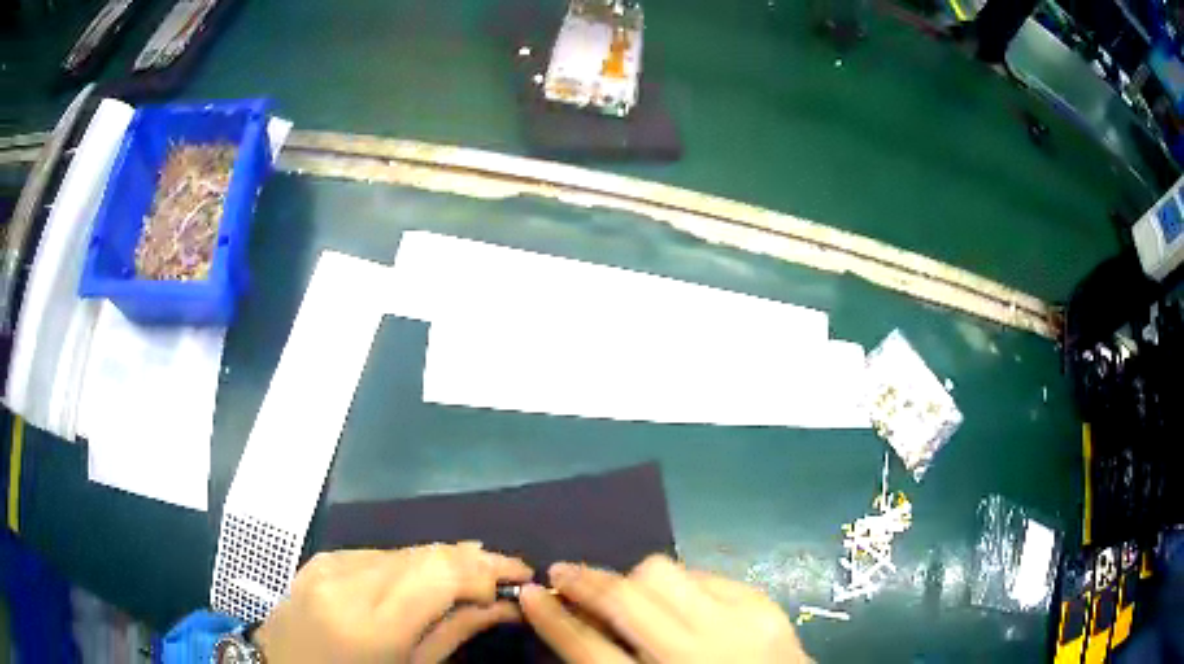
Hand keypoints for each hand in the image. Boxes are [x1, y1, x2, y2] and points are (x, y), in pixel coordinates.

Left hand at [254, 542, 532, 663]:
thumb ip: (454, 632)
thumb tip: (502, 605)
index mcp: (370, 622)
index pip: (441, 573)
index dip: (487, 569)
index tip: (522, 577)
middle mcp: (348, 581)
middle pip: (426, 554)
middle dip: (473, 560)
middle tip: (509, 572)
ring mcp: (329, 564)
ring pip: (405, 549)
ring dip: (445, 559)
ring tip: (477, 573)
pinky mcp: (321, 558)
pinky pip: (379, 554)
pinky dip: (411, 562)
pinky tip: (428, 576)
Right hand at [520, 555, 809, 663]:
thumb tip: (573, 624)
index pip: (587, 648)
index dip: (552, 618)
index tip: (529, 593)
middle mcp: (697, 653)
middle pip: (625, 599)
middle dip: (585, 581)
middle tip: (563, 575)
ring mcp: (738, 624)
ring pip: (663, 573)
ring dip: (634, 579)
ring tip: (628, 594)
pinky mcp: (764, 606)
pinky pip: (705, 575)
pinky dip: (682, 586)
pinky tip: (680, 603)